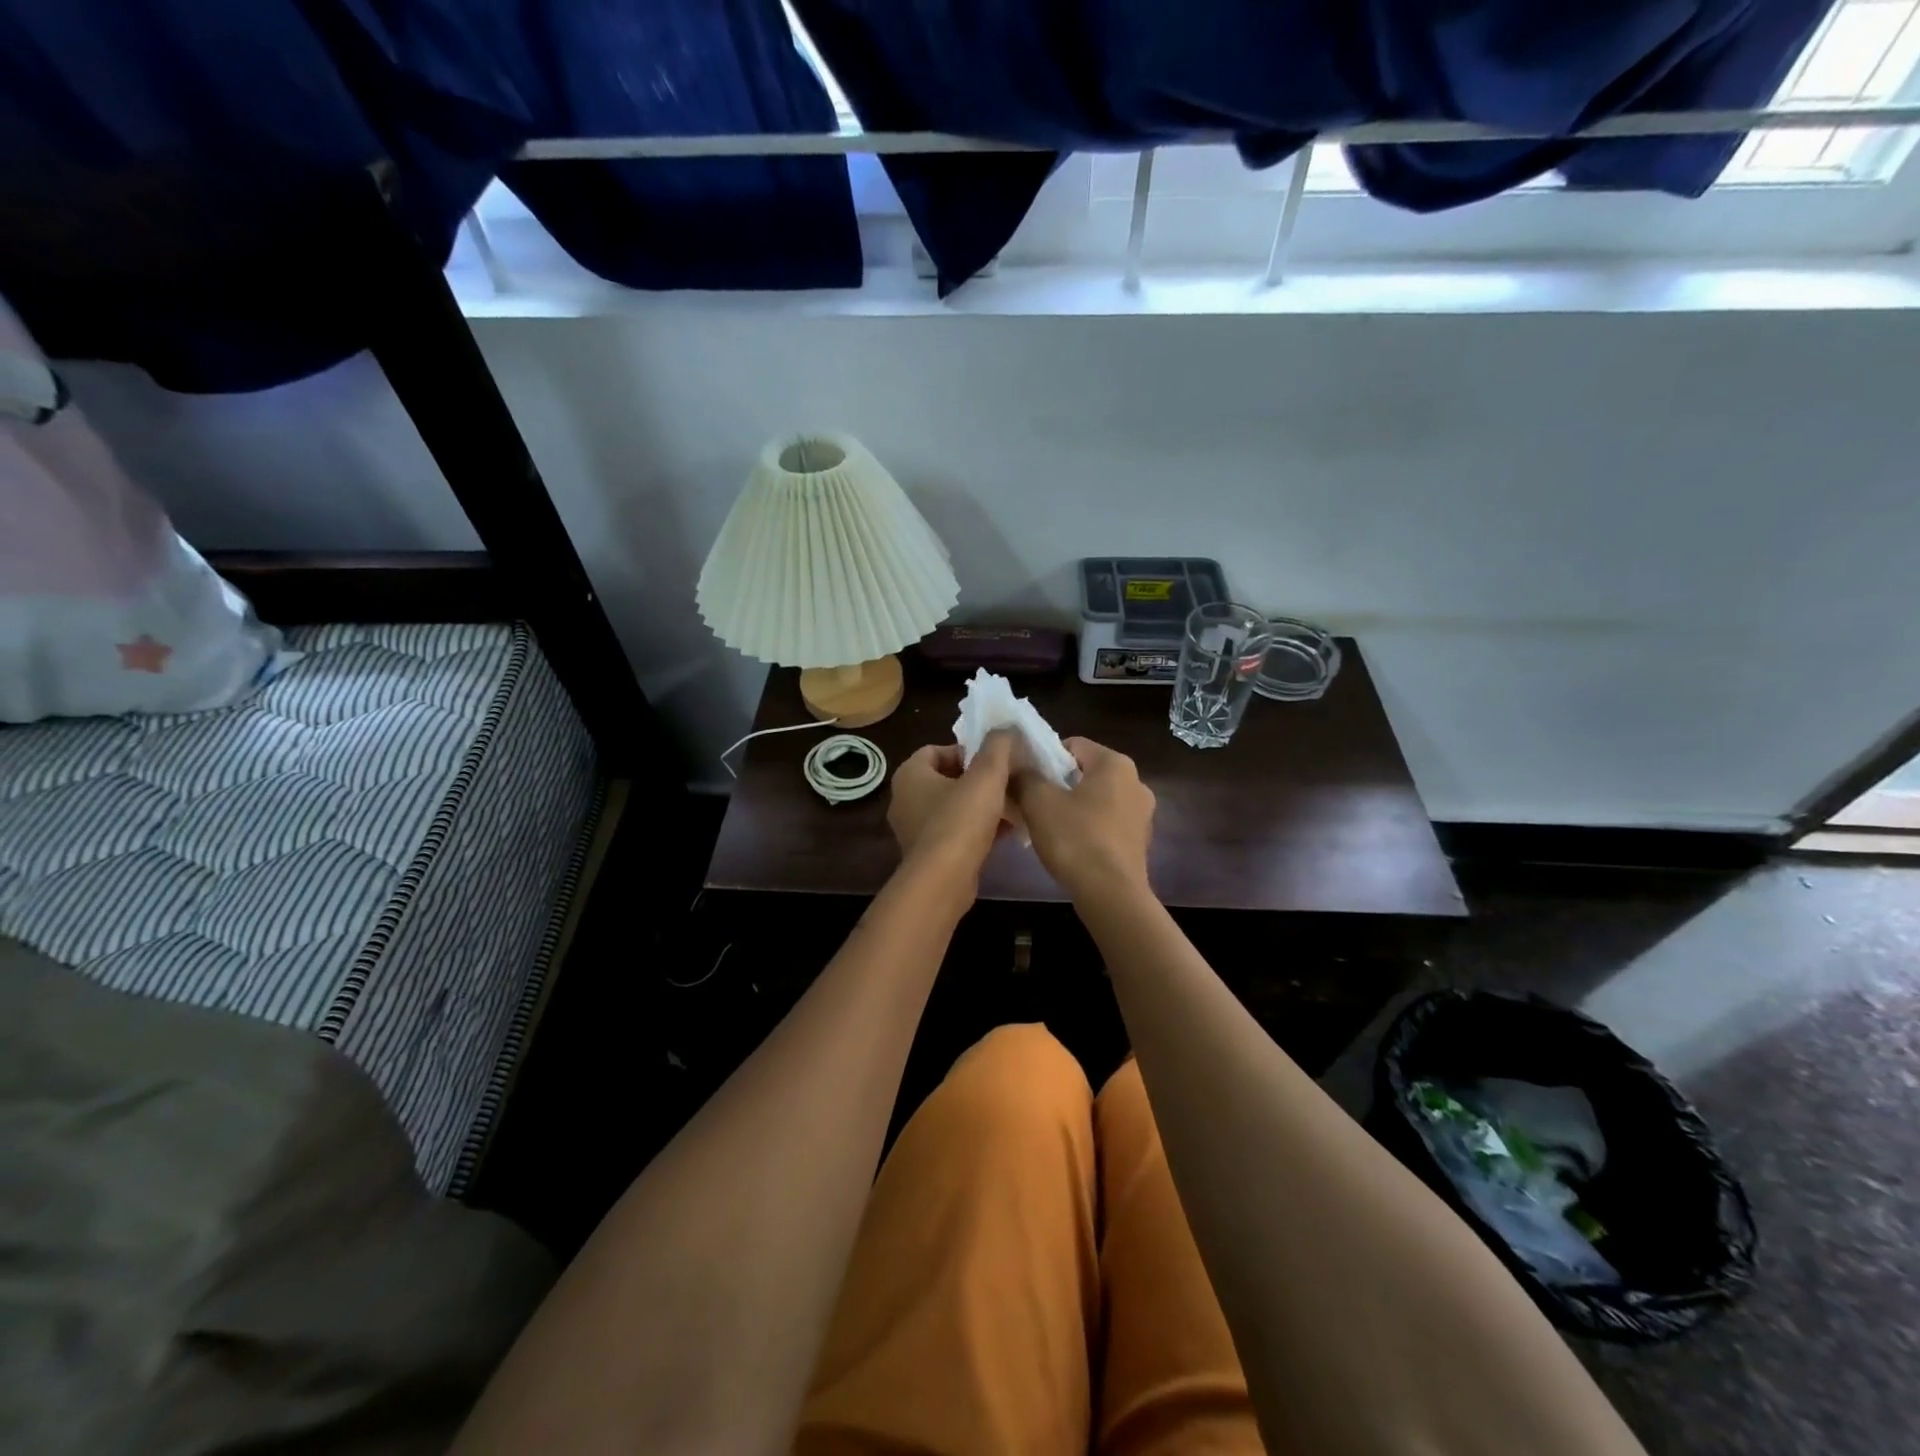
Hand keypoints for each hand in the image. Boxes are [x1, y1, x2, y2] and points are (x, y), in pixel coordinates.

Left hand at [887, 730, 1015, 882]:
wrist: (943, 881)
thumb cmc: (960, 820)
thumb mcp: (986, 776)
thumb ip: (998, 747)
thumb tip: (1006, 729)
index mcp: (910, 774)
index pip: (936, 750)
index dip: (966, 751)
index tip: (993, 761)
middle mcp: (904, 799)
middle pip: (946, 779)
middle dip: (977, 780)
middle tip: (1005, 782)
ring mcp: (913, 829)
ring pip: (951, 807)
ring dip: (979, 806)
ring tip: (1010, 807)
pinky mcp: (927, 855)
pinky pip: (954, 832)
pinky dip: (976, 829)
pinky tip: (1005, 833)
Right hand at [1009, 736, 1155, 898]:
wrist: (1111, 895)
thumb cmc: (1076, 839)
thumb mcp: (1038, 802)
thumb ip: (1025, 777)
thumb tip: (1015, 766)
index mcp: (1116, 764)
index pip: (1073, 745)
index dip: (1045, 758)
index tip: (1026, 779)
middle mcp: (1136, 782)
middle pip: (1085, 772)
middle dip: (1057, 784)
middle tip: (1031, 802)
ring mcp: (1142, 814)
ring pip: (1096, 799)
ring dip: (1071, 807)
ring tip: (1047, 827)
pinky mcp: (1139, 841)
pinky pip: (1106, 823)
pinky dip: (1087, 827)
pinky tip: (1069, 846)